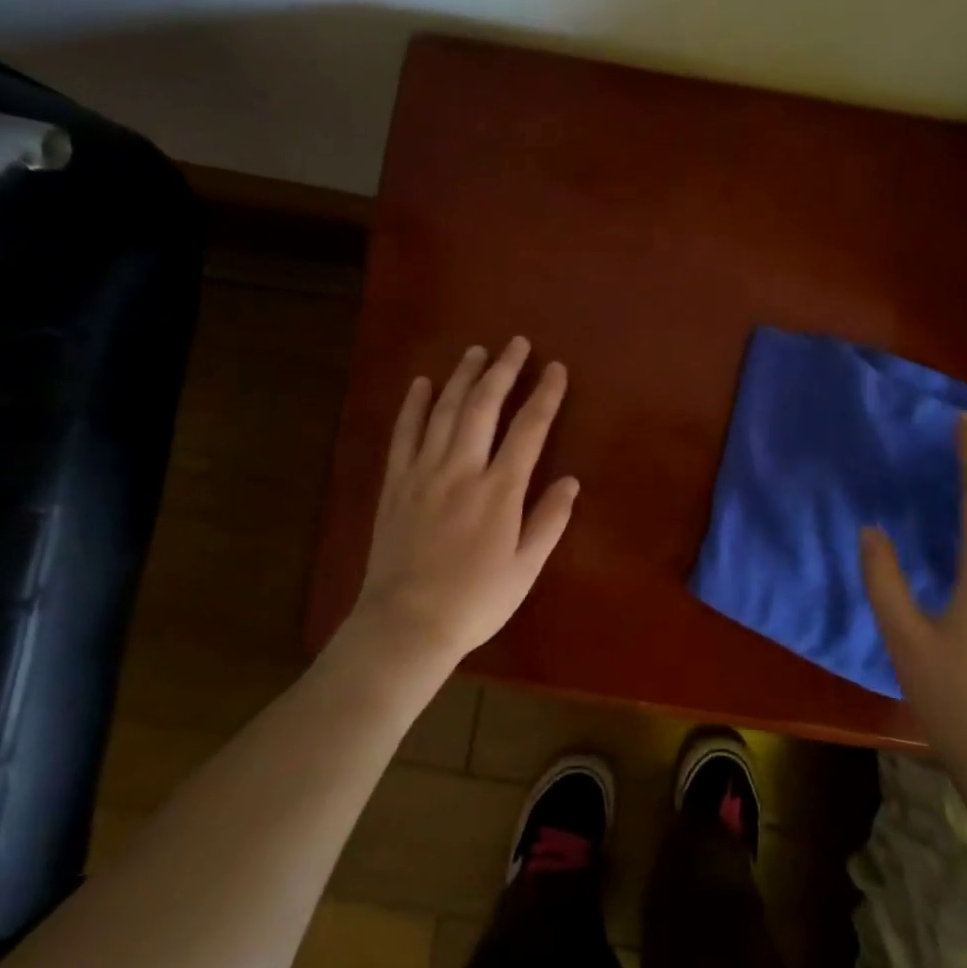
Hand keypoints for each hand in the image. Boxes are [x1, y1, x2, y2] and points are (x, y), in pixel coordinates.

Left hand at [349, 338, 578, 677]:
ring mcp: (423, 473)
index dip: (545, 395)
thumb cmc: (475, 601)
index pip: (529, 430)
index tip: (556, 369)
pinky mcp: (396, 483)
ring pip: (444, 411)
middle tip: (516, 343)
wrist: (407, 624)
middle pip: (483, 407)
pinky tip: (422, 384)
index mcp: (499, 491)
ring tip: (477, 352)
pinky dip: (414, 405)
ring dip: (461, 377)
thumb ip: (548, 521)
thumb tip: (571, 481)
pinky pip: (404, 434)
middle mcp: (461, 470)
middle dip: (503, 371)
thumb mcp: (525, 568)